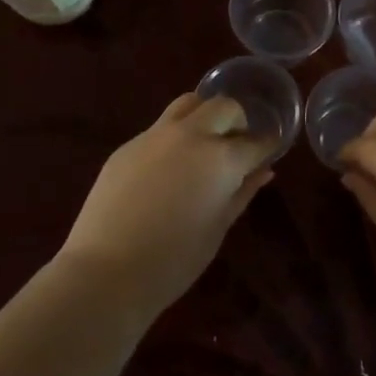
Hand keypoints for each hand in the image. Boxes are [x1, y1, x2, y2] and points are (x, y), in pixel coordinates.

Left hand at [58, 93, 275, 318]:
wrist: (105, 271)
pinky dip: (175, 135)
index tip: (270, 150)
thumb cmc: (173, 261)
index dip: (267, 145)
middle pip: (224, 107)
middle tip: (237, 145)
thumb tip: (263, 171)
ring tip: (204, 143)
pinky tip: (169, 166)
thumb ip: (242, 192)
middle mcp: (190, 135)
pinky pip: (160, 127)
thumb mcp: (217, 228)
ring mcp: (155, 135)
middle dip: (238, 121)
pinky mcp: (128, 144)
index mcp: (220, 158)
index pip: (255, 141)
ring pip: (188, 103)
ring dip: (205, 115)